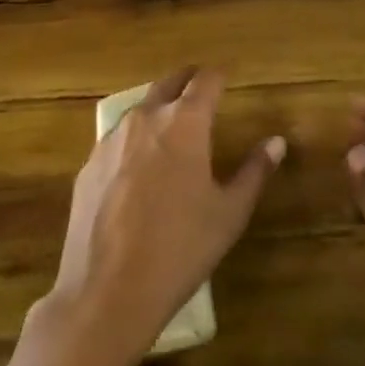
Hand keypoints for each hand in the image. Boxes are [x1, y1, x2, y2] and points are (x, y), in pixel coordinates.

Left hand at [31, 68, 285, 365]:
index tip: (228, 75)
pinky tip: (138, 167)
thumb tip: (276, 142)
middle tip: (201, 86)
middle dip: (187, 80)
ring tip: (172, 125)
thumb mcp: (229, 213)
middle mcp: (145, 119)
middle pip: (168, 83)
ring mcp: (110, 140)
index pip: (205, 81)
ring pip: (139, 109)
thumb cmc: (180, 248)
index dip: (219, 74)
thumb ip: (254, 171)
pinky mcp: (88, 165)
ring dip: (158, 108)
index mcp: (184, 123)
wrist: (107, 291)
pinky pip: (116, 140)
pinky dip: (133, 140)